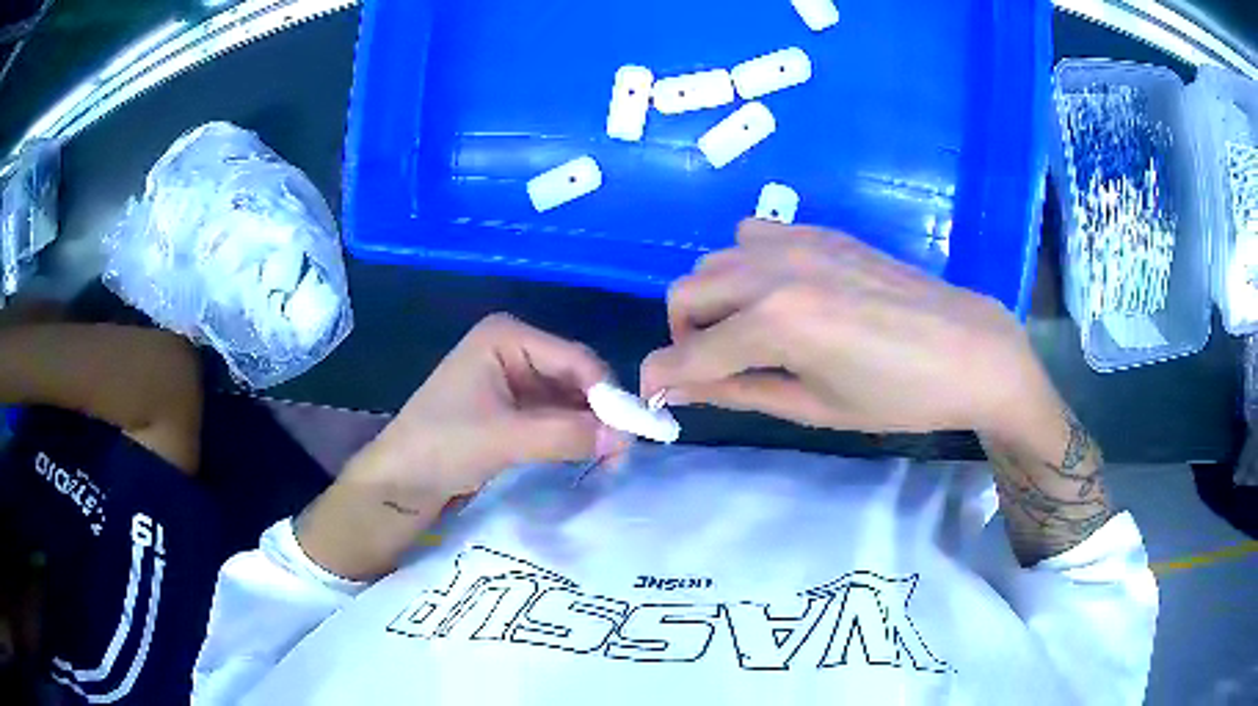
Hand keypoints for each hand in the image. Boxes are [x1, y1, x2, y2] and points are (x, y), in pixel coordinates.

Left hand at [299, 314, 627, 579]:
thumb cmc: (440, 446)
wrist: (398, 482)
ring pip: (568, 399)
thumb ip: (566, 435)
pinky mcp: (512, 408)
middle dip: (599, 413)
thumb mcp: (504, 438)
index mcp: (507, 337)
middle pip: (575, 377)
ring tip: (610, 461)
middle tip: (622, 454)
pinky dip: (572, 435)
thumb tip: (626, 438)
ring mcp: (513, 379)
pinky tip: (588, 455)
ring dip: (589, 428)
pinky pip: (555, 416)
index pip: (574, 359)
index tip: (631, 434)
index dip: (607, 394)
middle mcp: (514, 349)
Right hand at [640, 220, 1055, 435]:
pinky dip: (746, 266)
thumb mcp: (816, 408)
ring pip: (715, 261)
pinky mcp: (819, 232)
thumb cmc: (899, 396)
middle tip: (713, 367)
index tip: (655, 395)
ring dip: (713, 298)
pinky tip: (780, 293)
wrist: (968, 348)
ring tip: (748, 330)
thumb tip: (682, 388)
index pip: (689, 353)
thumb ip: (740, 391)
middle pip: (686, 292)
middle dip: (684, 335)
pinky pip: (753, 236)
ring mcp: (798, 243)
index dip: (660, 378)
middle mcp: (774, 272)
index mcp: (777, 324)